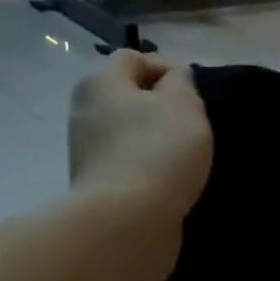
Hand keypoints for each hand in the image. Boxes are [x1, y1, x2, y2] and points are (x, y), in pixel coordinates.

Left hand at [67, 52, 211, 227]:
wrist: (127, 222)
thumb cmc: (158, 151)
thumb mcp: (184, 105)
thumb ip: (182, 83)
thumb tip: (173, 78)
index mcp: (101, 83)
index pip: (132, 59)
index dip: (165, 68)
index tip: (194, 94)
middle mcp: (85, 112)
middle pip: (126, 98)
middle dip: (159, 108)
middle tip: (192, 126)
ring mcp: (87, 153)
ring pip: (126, 134)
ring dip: (154, 141)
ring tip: (186, 159)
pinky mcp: (97, 187)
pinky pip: (127, 166)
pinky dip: (147, 170)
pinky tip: (170, 183)